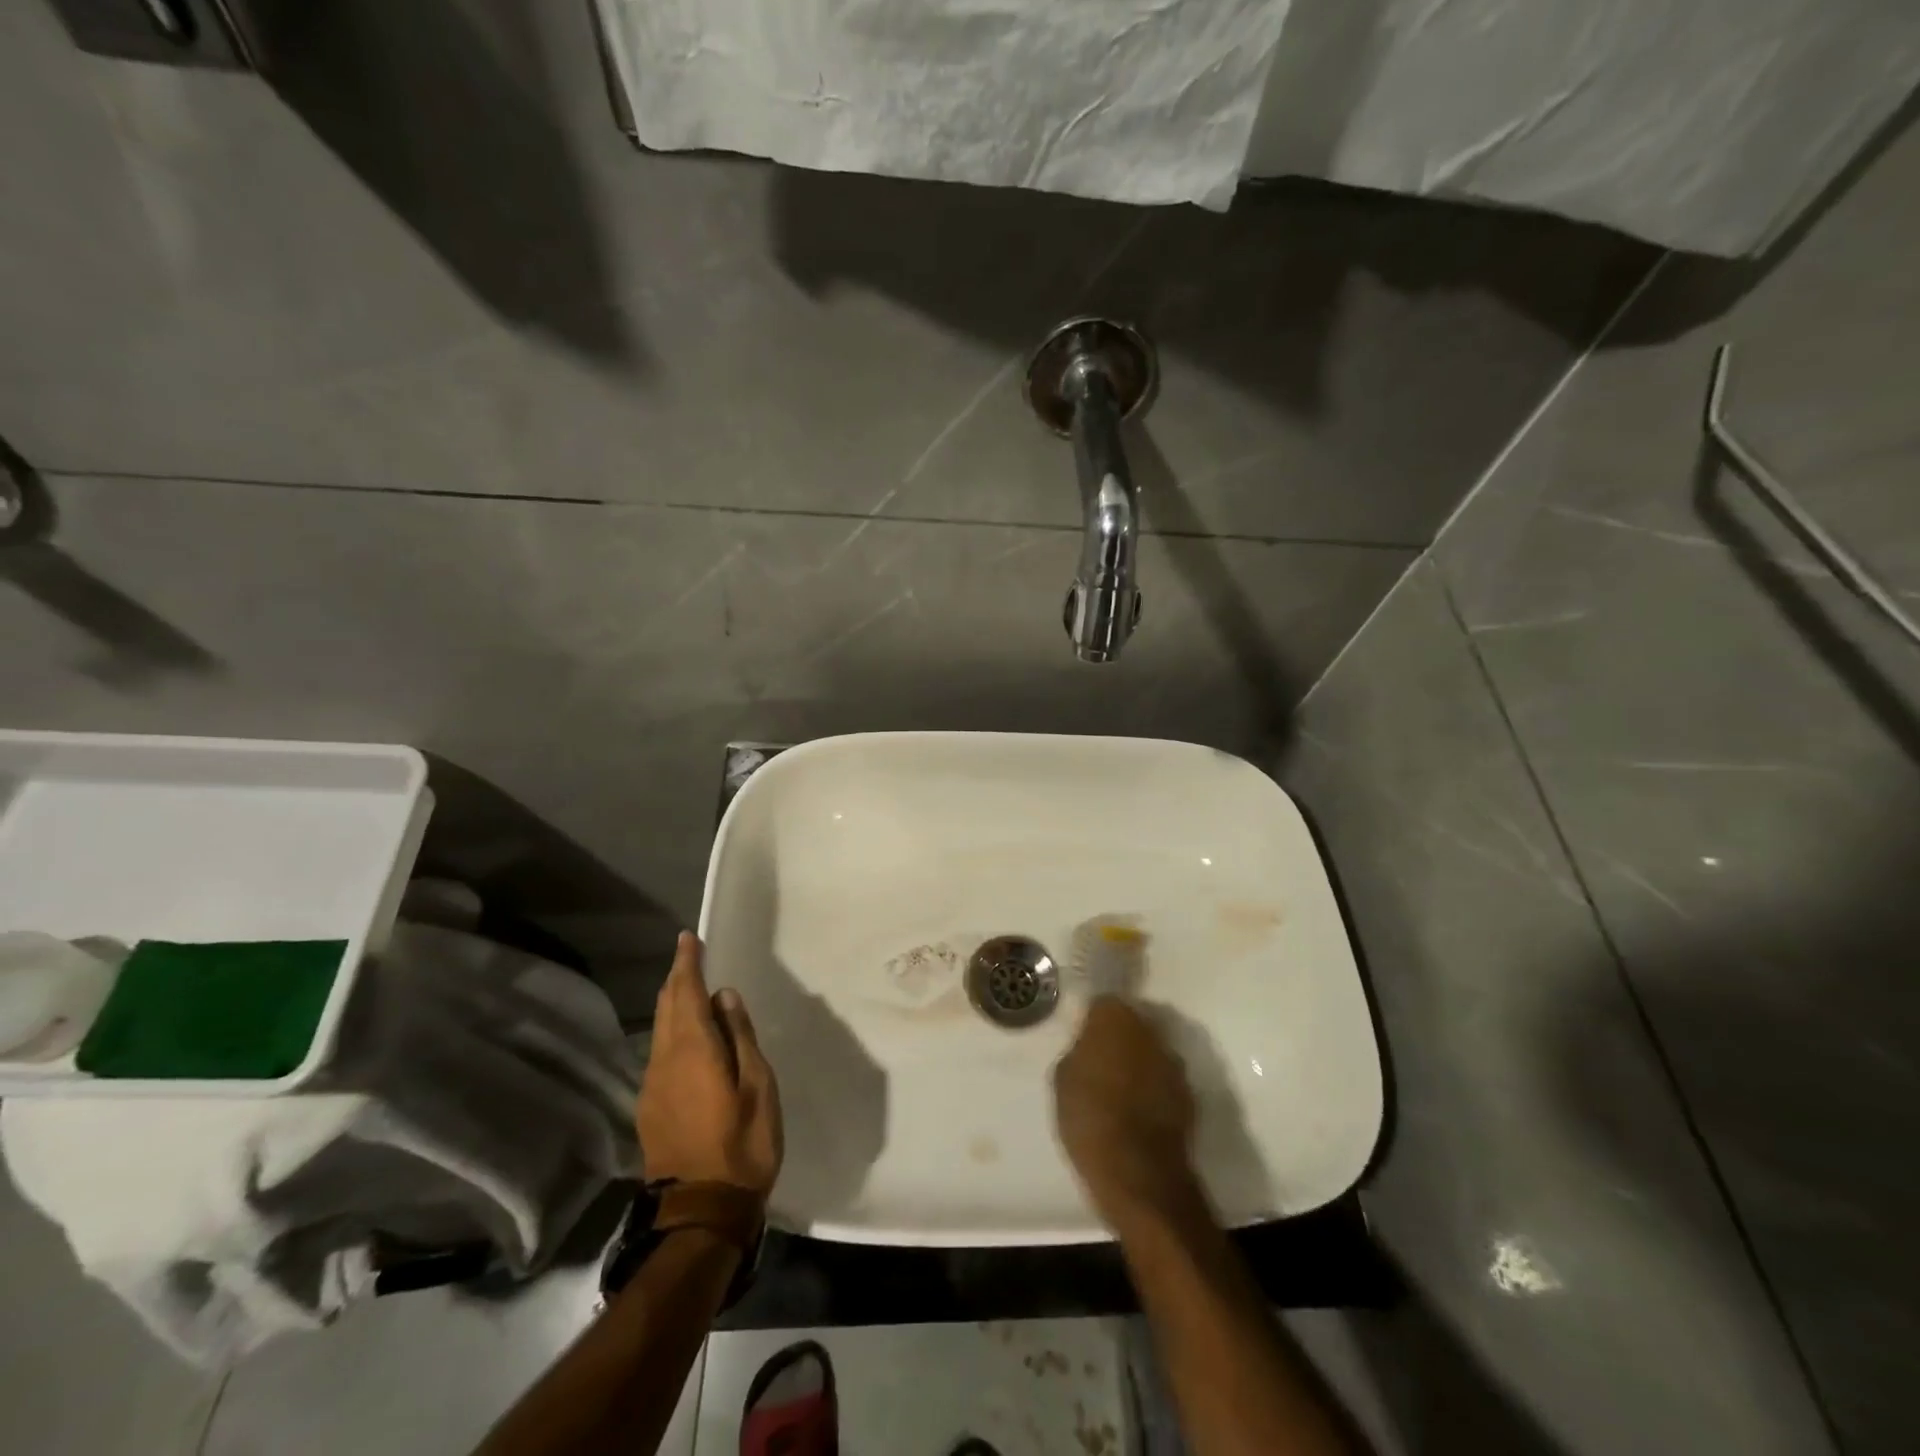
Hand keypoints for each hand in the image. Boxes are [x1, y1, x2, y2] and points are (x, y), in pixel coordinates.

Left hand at [637, 933, 782, 1197]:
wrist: (701, 1212)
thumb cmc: (742, 1145)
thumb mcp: (758, 1086)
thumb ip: (740, 1037)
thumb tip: (725, 997)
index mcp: (693, 1050)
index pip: (686, 993)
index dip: (687, 963)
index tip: (688, 938)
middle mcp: (664, 1061)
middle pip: (667, 1008)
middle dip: (677, 979)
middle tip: (689, 957)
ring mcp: (652, 1087)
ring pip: (660, 1031)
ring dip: (673, 1004)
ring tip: (691, 990)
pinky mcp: (649, 1109)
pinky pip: (659, 1053)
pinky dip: (671, 1031)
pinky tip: (687, 1039)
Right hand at [1053, 996, 1201, 1229]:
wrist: (1139, 1173)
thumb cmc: (1090, 1118)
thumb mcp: (1062, 1079)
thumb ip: (1078, 1051)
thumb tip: (1089, 1048)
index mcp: (1115, 1017)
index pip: (1103, 1002)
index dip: (1093, 1019)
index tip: (1084, 1036)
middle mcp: (1150, 1030)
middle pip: (1132, 1024)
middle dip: (1118, 1038)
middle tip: (1100, 1061)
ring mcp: (1174, 1062)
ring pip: (1150, 1052)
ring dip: (1138, 1063)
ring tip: (1120, 1090)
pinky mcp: (1189, 1094)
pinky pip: (1164, 1081)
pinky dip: (1153, 1089)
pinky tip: (1138, 1112)